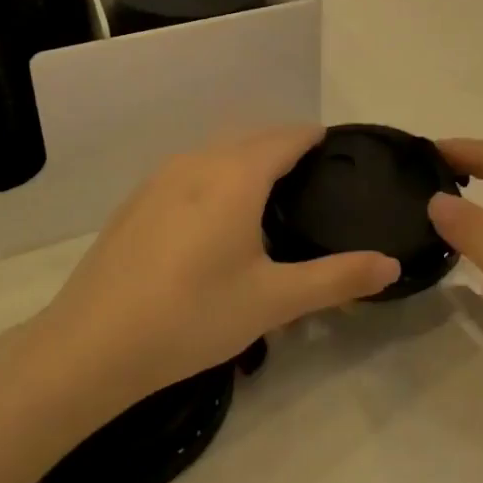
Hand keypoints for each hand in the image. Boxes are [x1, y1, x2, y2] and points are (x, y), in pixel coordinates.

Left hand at [33, 125, 399, 411]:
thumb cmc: (193, 315)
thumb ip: (337, 279)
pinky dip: (214, 176)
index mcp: (236, 175)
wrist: (91, 345)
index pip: (286, 137)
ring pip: (216, 152)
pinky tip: (213, 217)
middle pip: (251, 138)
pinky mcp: (136, 201)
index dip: (313, 137)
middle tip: (311, 176)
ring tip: (267, 193)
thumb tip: (391, 265)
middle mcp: (198, 162)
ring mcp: (159, 179)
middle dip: (283, 146)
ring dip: (246, 159)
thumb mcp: (273, 301)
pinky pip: (189, 171)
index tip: (335, 148)